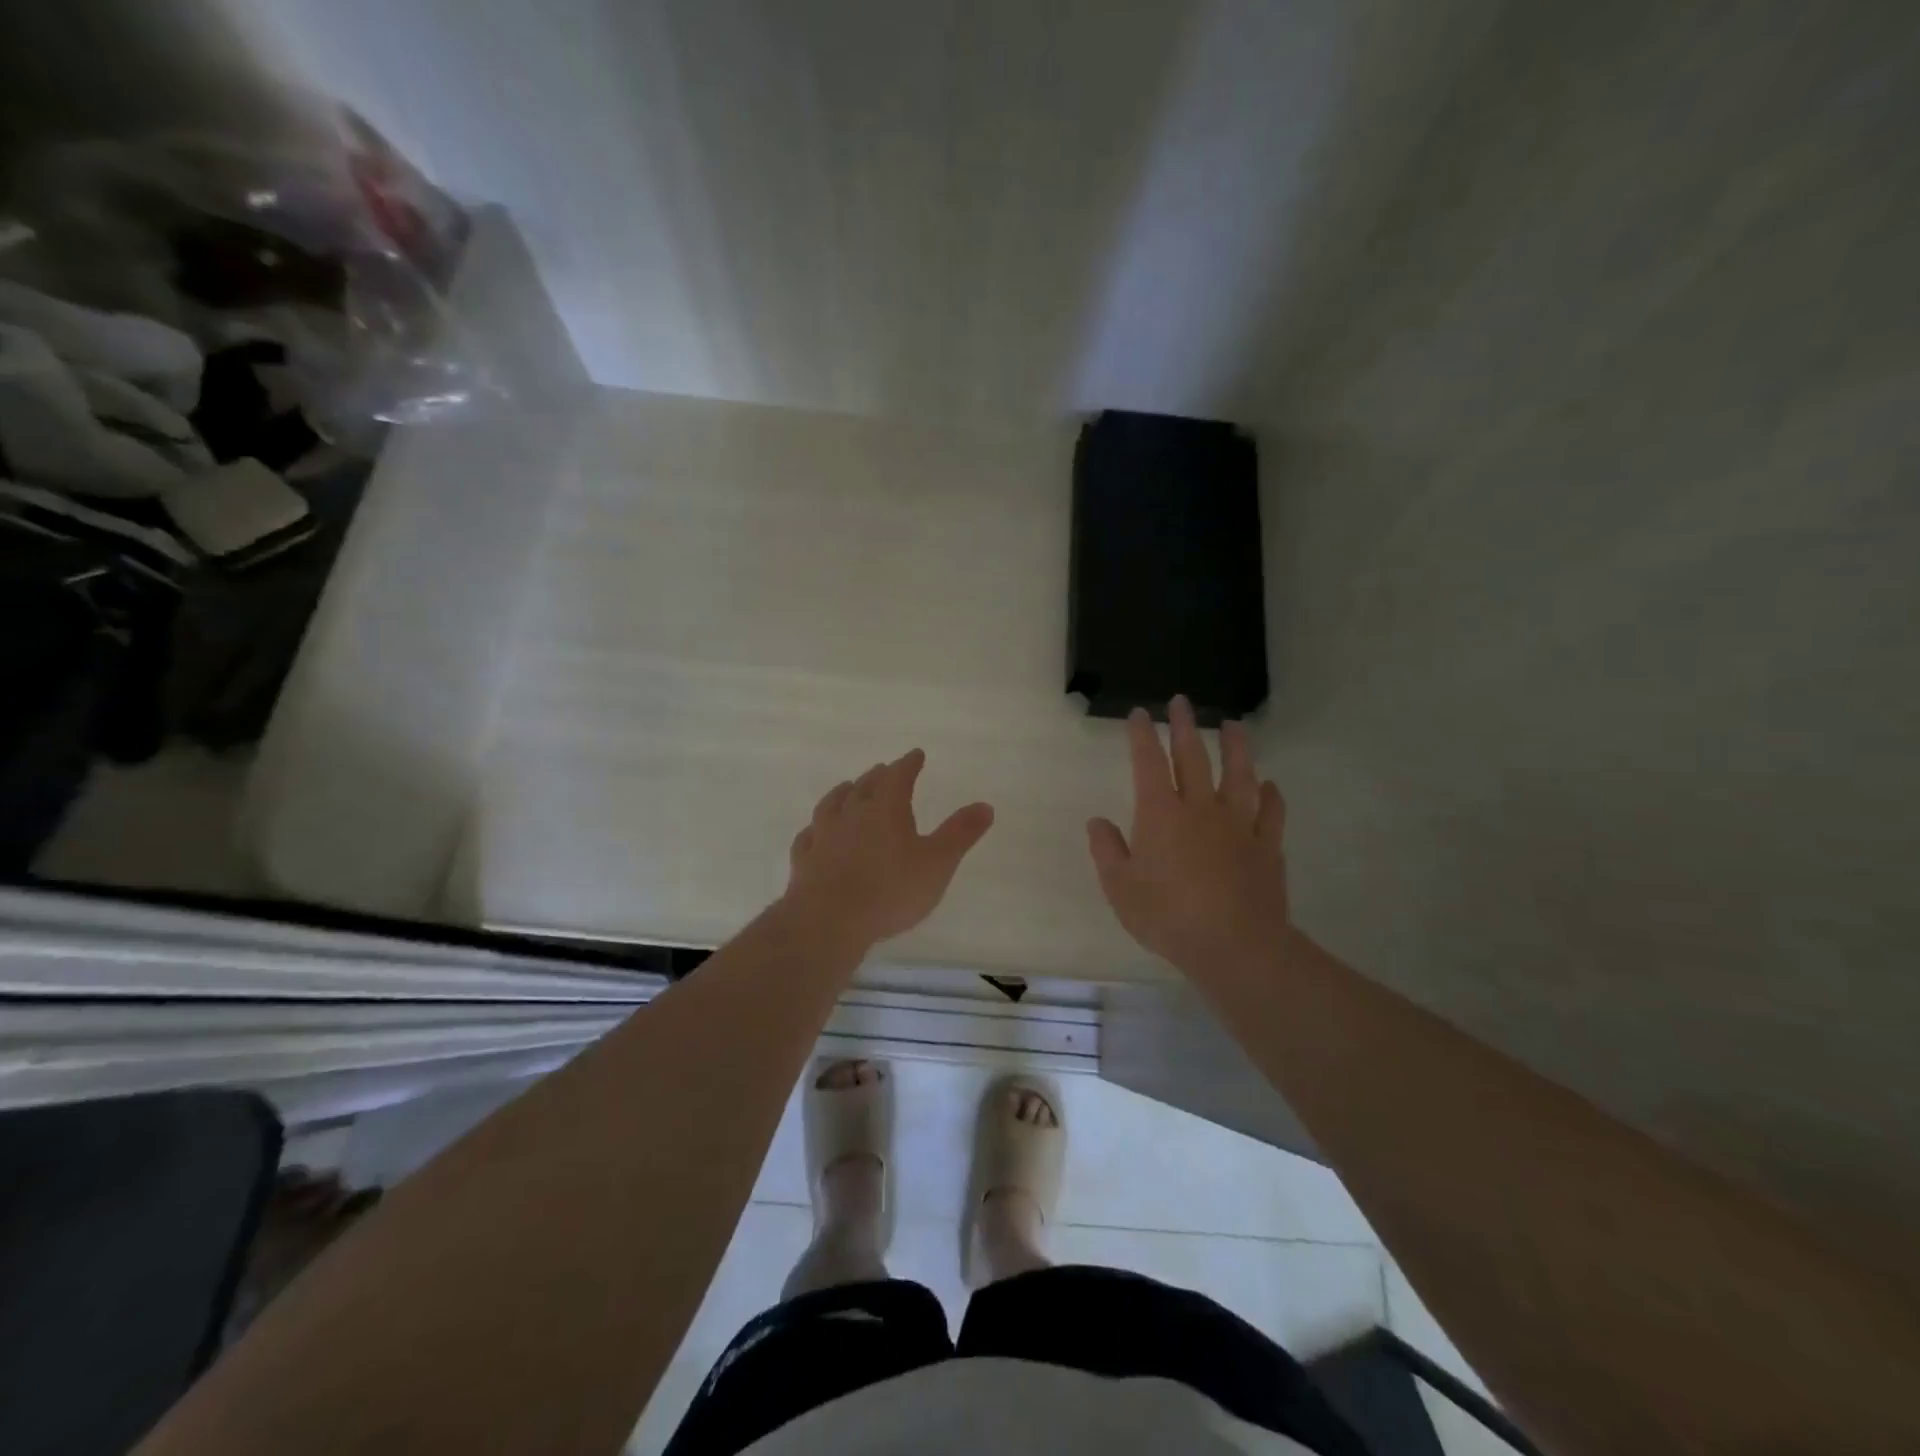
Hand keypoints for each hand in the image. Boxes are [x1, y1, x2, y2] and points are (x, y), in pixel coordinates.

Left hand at [783, 749, 995, 949]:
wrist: (829, 920)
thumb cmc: (891, 890)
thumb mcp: (937, 863)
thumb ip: (960, 834)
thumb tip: (985, 805)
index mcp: (885, 809)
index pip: (898, 776)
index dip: (908, 764)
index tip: (915, 755)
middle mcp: (852, 815)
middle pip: (864, 786)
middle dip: (877, 776)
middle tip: (883, 769)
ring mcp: (823, 836)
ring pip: (832, 805)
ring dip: (842, 794)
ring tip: (847, 788)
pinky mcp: (804, 860)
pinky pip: (808, 836)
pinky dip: (814, 829)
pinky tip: (814, 832)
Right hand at [1087, 697, 1290, 980]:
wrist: (1234, 945)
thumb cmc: (1168, 916)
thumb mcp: (1120, 888)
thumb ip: (1107, 850)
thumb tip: (1097, 822)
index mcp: (1160, 814)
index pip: (1148, 763)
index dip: (1142, 735)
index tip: (1139, 713)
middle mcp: (1200, 808)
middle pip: (1193, 757)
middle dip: (1185, 727)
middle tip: (1183, 701)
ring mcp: (1238, 825)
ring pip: (1238, 775)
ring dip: (1236, 747)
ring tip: (1234, 725)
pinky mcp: (1266, 846)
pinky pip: (1271, 813)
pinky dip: (1271, 796)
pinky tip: (1270, 785)